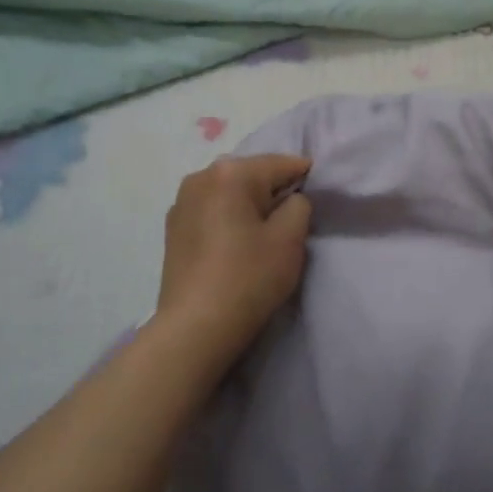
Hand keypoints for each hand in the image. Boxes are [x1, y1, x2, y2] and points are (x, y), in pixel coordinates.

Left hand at [156, 154, 312, 361]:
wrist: (196, 327)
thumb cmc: (249, 277)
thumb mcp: (291, 239)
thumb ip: (300, 205)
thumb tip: (290, 200)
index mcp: (231, 172)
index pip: (283, 164)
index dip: (306, 179)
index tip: (319, 200)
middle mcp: (201, 176)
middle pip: (253, 174)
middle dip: (275, 192)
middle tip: (292, 222)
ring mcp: (182, 201)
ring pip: (230, 192)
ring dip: (250, 205)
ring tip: (264, 235)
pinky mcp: (173, 227)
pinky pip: (212, 210)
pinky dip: (229, 218)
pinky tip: (237, 245)